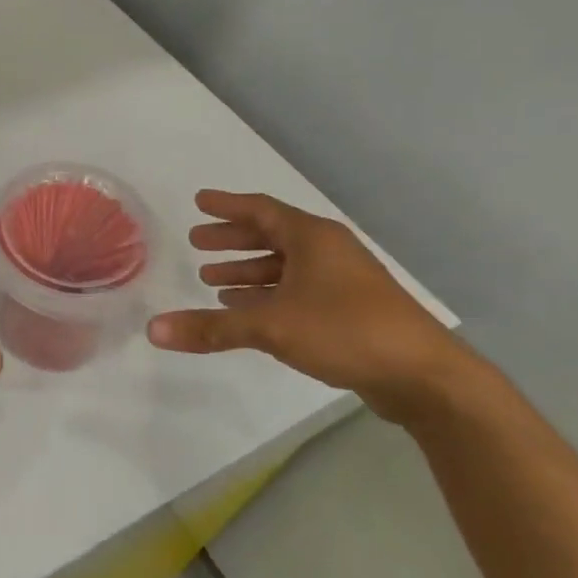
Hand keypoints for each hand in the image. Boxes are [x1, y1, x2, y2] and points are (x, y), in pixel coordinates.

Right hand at [147, 192, 478, 421]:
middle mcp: (327, 251)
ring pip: (284, 265)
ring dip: (248, 270)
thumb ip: (211, 327)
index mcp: (313, 238)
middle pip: (271, 235)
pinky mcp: (349, 309)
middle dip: (232, 239)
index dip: (226, 205)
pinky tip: (247, 309)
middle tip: (197, 242)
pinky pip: (297, 289)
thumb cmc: (346, 331)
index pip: (261, 209)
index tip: (199, 201)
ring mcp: (342, 280)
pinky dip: (267, 293)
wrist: (424, 376)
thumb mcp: (271, 326)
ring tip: (213, 279)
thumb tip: (153, 330)